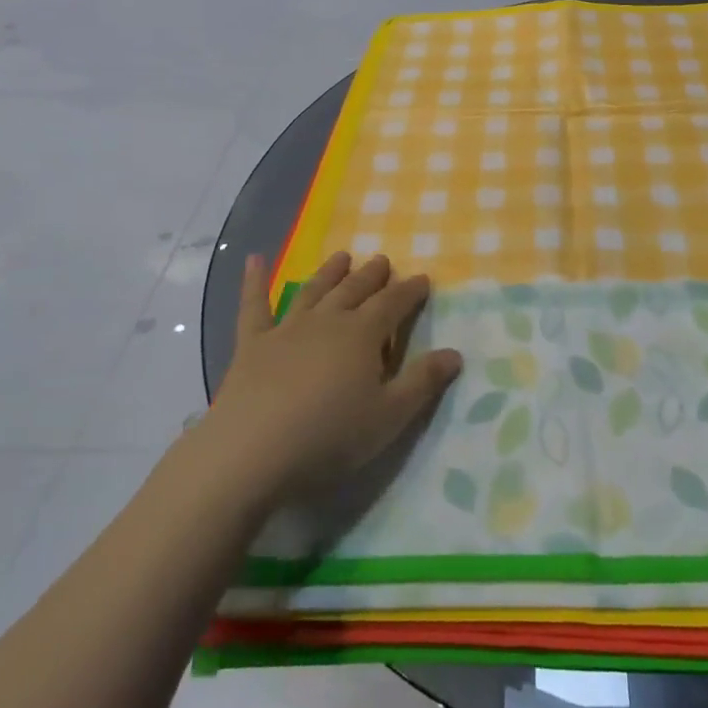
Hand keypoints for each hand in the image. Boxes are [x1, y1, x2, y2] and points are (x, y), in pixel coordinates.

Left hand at [205, 251, 462, 505]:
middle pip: (355, 290)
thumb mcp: (389, 416)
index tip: (423, 278)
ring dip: (330, 273)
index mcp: (362, 334)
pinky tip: (254, 259)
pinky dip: (254, 281)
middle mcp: (327, 321)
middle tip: (382, 260)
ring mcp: (287, 329)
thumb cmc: (330, 436)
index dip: (410, 290)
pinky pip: (254, 306)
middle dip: (372, 275)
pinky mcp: (252, 344)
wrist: (252, 450)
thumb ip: (423, 382)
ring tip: (342, 256)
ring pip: (314, 291)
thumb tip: (455, 353)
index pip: (393, 304)